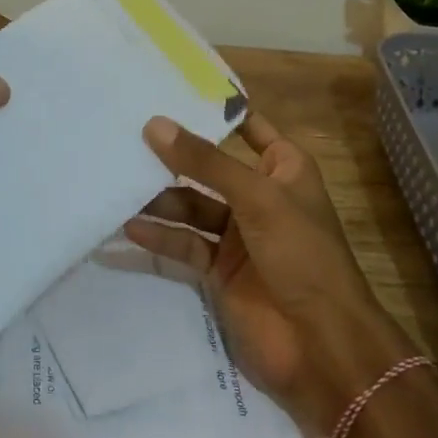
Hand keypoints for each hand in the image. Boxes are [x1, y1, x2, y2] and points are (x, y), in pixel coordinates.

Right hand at [125, 113, 418, 436]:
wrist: (320, 346)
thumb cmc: (301, 255)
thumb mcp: (257, 198)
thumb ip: (205, 163)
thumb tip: (154, 124)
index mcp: (283, 169)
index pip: (247, 127)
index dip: (213, 111)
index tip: (167, 91)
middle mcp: (259, 196)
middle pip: (208, 168)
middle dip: (172, 156)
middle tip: (124, 137)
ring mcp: (238, 235)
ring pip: (191, 206)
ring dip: (159, 199)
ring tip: (117, 183)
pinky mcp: (218, 270)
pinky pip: (184, 244)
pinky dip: (160, 236)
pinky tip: (128, 227)